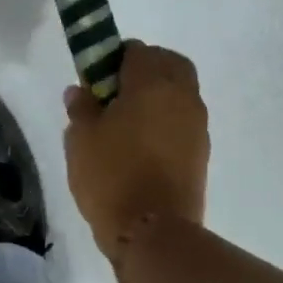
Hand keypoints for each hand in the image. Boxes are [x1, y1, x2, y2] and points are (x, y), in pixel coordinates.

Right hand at [63, 41, 209, 251]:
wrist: (154, 232)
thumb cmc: (112, 176)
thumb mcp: (81, 139)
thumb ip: (81, 107)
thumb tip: (80, 90)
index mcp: (153, 82)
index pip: (136, 50)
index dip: (113, 59)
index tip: (96, 81)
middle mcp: (183, 95)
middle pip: (169, 64)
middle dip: (145, 69)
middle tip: (116, 93)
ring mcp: (197, 124)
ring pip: (180, 92)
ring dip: (158, 95)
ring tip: (127, 123)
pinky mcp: (202, 152)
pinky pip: (183, 120)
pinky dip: (167, 120)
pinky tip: (143, 145)